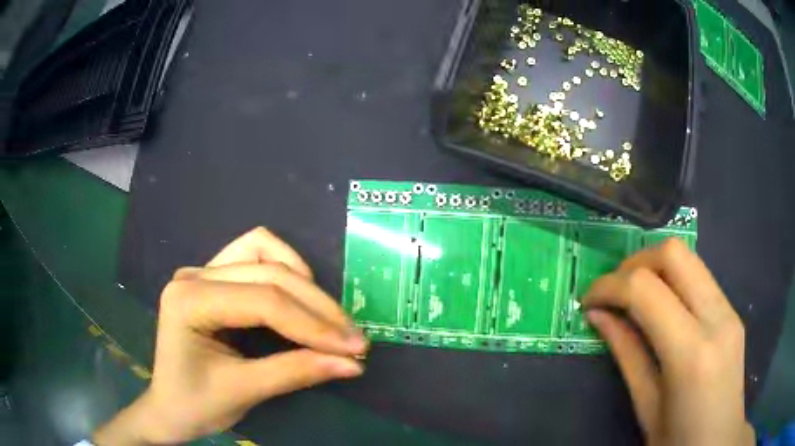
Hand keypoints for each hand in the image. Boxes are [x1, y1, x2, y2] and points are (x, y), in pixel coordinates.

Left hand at [94, 227, 367, 444]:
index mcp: (189, 300)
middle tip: (353, 340)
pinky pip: (254, 255)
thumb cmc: (196, 404)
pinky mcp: (213, 277)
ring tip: (327, 318)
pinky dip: (284, 270)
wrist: (170, 407)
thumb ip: (296, 372)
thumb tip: (352, 364)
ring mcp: (202, 271)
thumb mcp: (244, 392)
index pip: (263, 302)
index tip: (354, 349)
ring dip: (301, 280)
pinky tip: (299, 297)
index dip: (314, 325)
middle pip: (269, 274)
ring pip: (263, 250)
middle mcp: (194, 274)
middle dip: (317, 307)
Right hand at [584, 238, 753, 445]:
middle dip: (634, 263)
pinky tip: (661, 308)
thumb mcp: (646, 406)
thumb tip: (599, 316)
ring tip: (632, 296)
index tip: (588, 300)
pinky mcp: (732, 311)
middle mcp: (717, 319)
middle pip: (674, 254)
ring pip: (689, 258)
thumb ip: (626, 354)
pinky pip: (699, 278)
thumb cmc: (678, 440)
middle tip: (612, 291)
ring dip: (653, 267)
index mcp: (692, 353)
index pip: (646, 289)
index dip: (610, 286)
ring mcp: (730, 310)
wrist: (719, 443)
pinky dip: (672, 281)